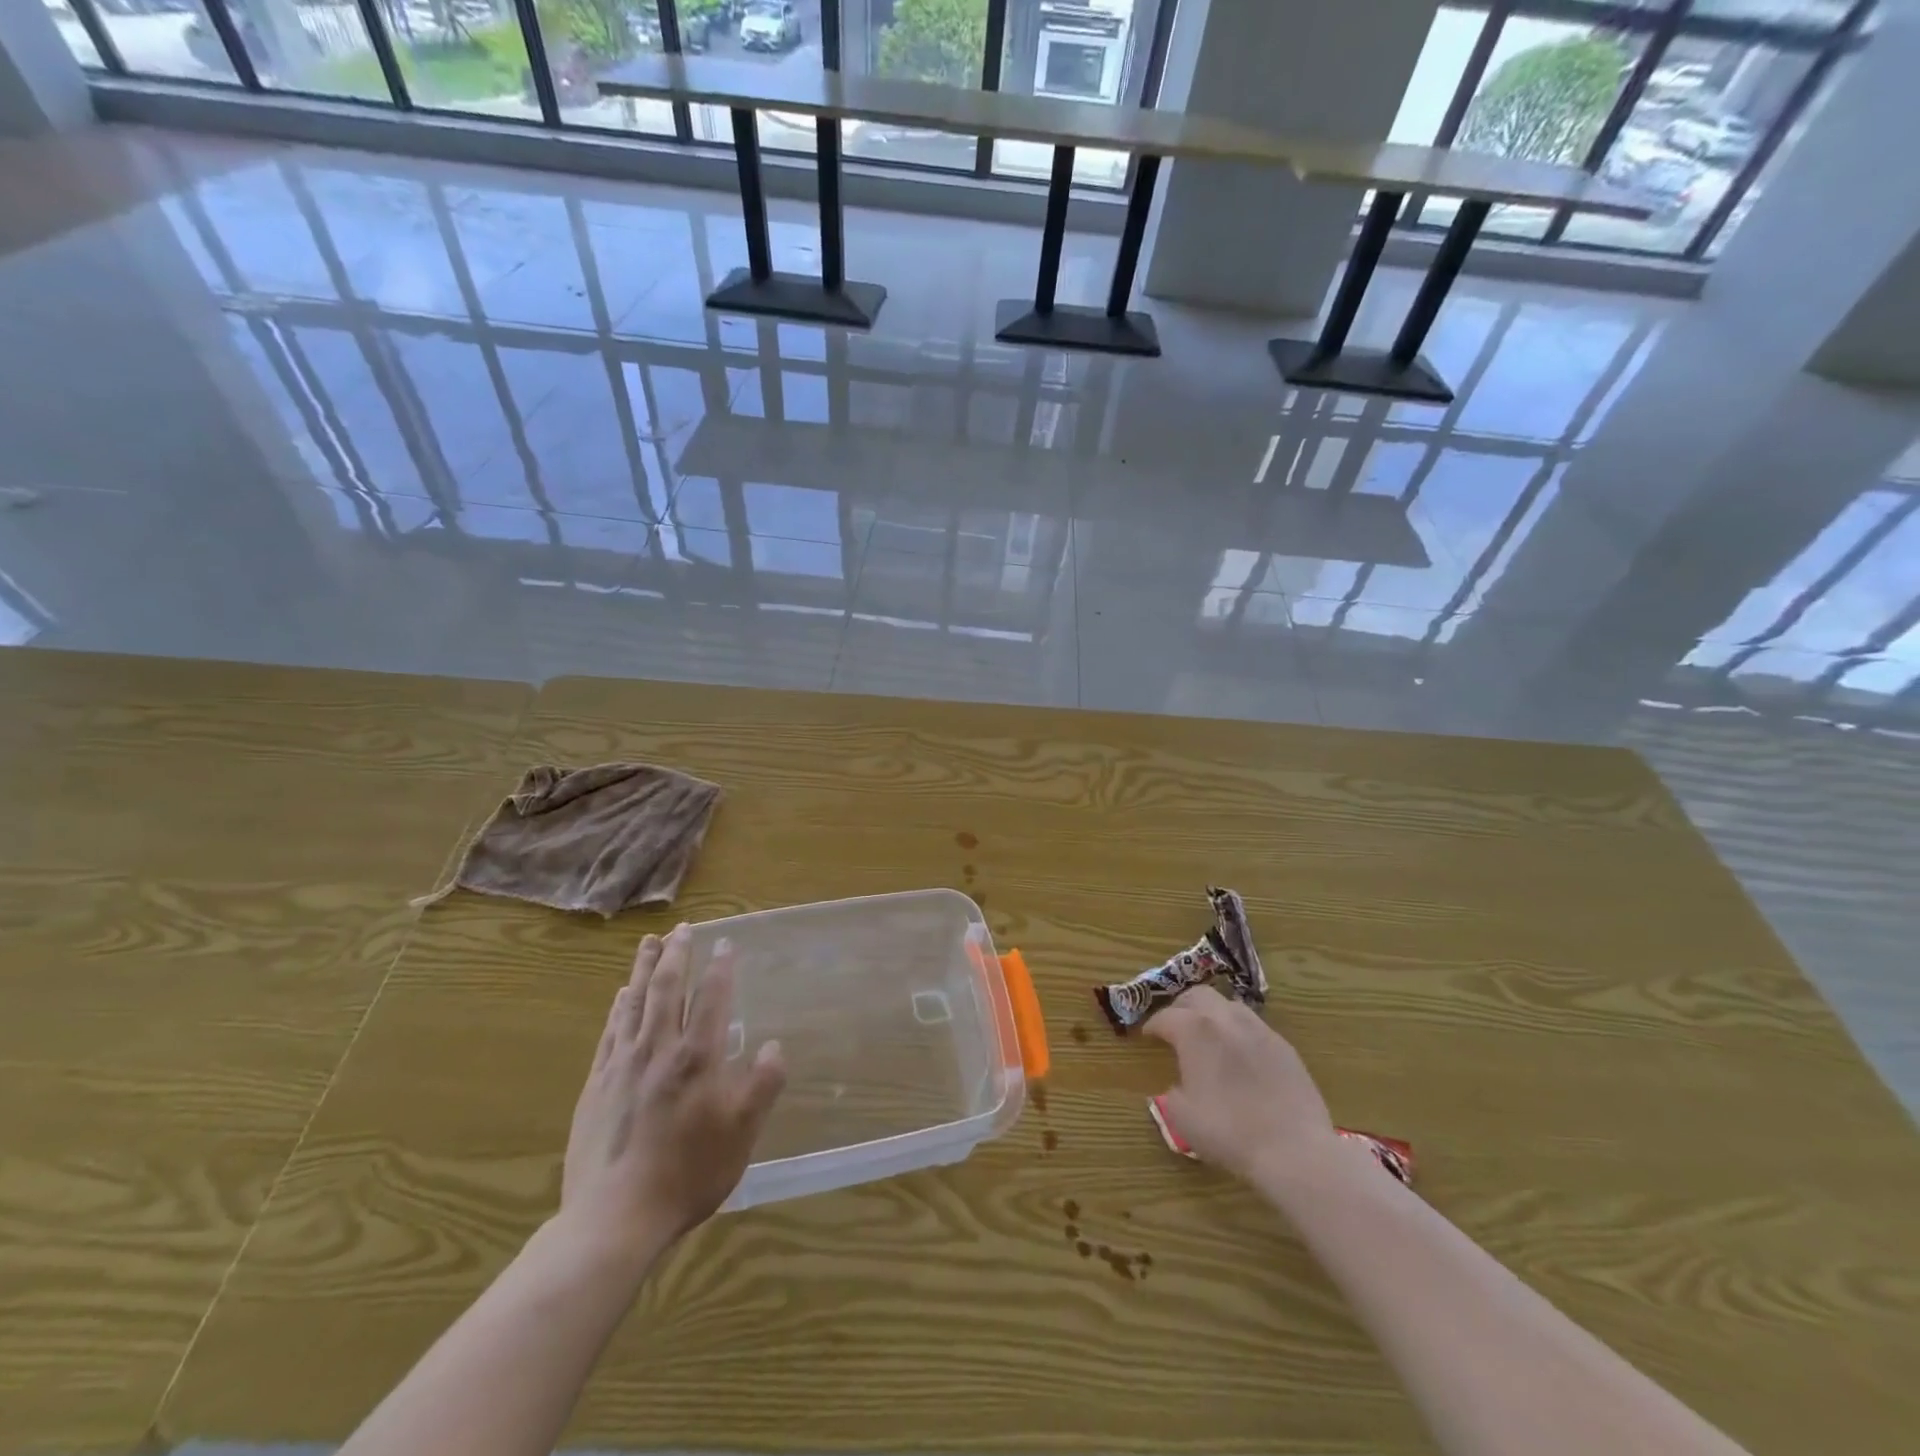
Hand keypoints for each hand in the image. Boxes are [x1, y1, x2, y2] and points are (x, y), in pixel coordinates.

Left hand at [558, 926, 786, 1266]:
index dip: (719, 967)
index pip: (711, 997)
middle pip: (666, 988)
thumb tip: (776, 1045)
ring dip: (643, 968)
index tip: (724, 943)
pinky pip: (610, 1032)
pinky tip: (620, 996)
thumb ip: (762, 1086)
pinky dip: (618, 1007)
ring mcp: (622, 1065)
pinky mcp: (596, 1085)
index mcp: (696, 1058)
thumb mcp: (742, 1134)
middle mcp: (658, 1049)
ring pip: (634, 1002)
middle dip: (677, 954)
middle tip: (683, 928)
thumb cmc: (688, 1173)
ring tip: (650, 943)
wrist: (614, 1219)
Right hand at [1145, 985, 1340, 1188]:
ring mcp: (1259, 1029)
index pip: (1165, 1017)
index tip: (1147, 1037)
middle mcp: (1225, 1019)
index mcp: (1195, 1030)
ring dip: (1213, 1014)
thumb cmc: (1228, 1132)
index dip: (1152, 1026)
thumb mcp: (1182, 1116)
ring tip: (1209, 1036)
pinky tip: (1240, 1056)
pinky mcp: (1284, 1046)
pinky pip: (1254, 1027)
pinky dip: (1239, 1032)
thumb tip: (1180, 1084)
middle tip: (1175, 1027)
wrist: (1293, 1150)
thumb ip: (1171, 1092)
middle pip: (1197, 995)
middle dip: (1181, 1007)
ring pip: (1229, 1005)